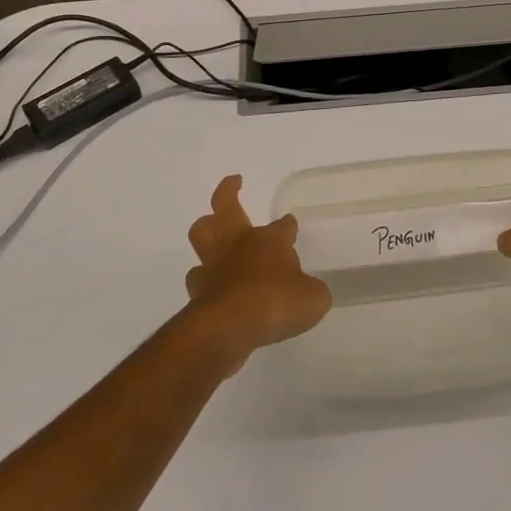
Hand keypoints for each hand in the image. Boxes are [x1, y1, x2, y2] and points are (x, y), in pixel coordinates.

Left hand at [185, 175, 331, 371]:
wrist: (228, 328)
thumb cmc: (276, 303)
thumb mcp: (313, 299)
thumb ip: (312, 291)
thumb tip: (310, 290)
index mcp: (269, 241)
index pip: (283, 225)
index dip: (288, 225)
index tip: (290, 224)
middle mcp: (238, 245)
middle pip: (226, 207)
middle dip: (228, 191)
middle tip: (234, 183)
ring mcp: (214, 266)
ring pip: (201, 235)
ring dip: (205, 229)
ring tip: (211, 232)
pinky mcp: (198, 291)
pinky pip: (198, 278)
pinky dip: (204, 280)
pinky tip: (213, 288)